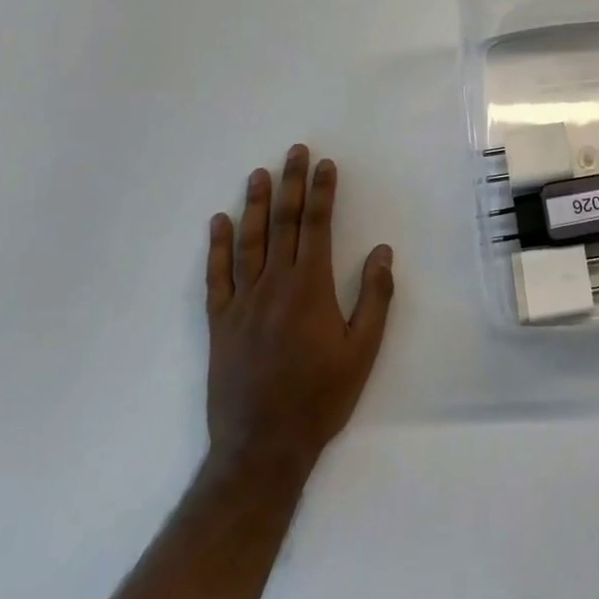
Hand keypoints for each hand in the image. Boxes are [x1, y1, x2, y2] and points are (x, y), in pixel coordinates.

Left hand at [203, 144, 394, 483]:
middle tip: (295, 151)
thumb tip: (382, 252)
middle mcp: (274, 285)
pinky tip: (219, 222)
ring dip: (255, 204)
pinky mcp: (220, 323)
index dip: (321, 192)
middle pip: (283, 223)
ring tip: (259, 174)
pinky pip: (217, 276)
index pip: (316, 226)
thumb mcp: (363, 351)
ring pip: (249, 241)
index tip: (325, 165)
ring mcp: (242, 302)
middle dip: (291, 184)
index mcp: (309, 288)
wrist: (262, 447)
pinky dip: (217, 247)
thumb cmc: (320, 398)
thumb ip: (374, 298)